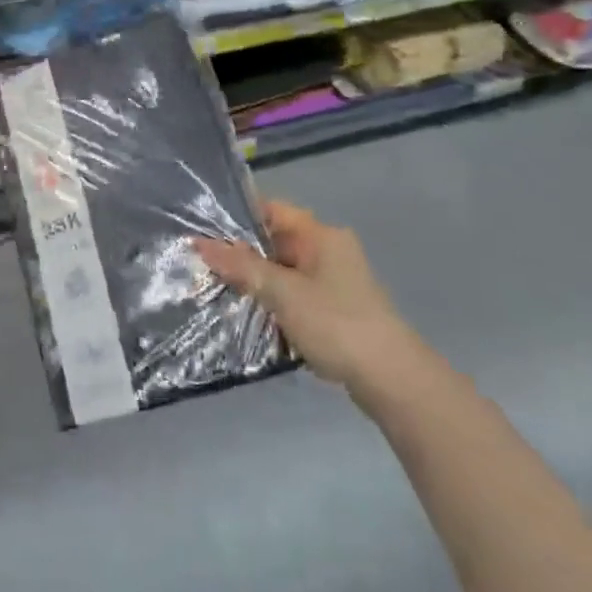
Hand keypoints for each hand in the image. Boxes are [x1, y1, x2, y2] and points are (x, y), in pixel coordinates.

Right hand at [196, 201, 414, 389]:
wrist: (392, 380)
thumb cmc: (336, 323)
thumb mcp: (282, 292)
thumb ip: (241, 267)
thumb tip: (199, 243)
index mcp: (321, 235)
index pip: (272, 210)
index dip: (238, 216)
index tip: (203, 228)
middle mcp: (328, 251)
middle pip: (275, 242)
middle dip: (241, 254)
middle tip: (202, 264)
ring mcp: (333, 282)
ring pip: (282, 272)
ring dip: (255, 282)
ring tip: (215, 289)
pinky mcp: (333, 310)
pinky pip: (293, 296)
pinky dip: (272, 303)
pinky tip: (247, 315)